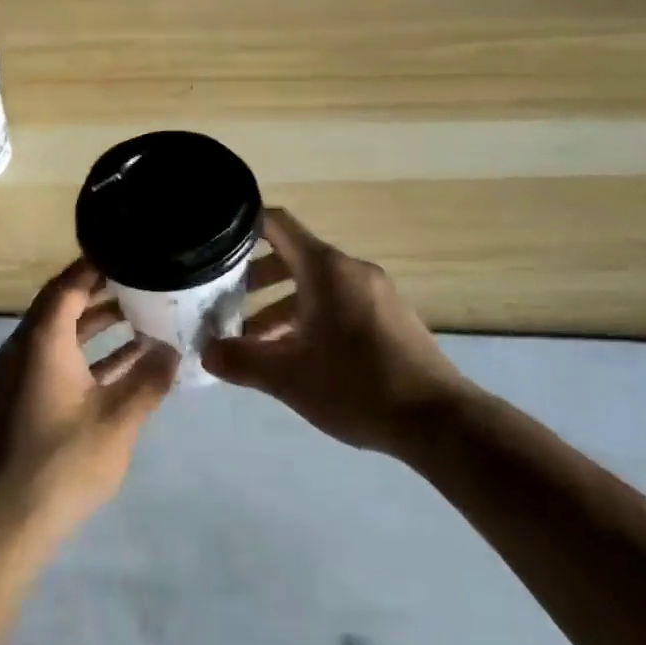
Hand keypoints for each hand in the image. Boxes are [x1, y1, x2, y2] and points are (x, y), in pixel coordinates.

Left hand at [0, 259, 177, 558]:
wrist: (3, 524)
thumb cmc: (61, 463)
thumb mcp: (118, 419)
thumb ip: (149, 379)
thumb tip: (173, 349)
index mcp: (42, 339)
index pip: (70, 283)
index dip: (98, 263)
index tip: (132, 249)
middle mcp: (27, 347)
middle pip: (65, 304)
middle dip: (105, 290)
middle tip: (147, 277)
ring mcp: (23, 375)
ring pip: (64, 335)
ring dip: (100, 325)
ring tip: (146, 312)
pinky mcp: (26, 400)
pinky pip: (61, 360)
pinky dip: (91, 355)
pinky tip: (129, 362)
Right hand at [202, 208, 471, 453]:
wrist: (439, 420)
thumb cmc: (357, 386)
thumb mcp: (289, 377)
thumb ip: (242, 361)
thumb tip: (206, 353)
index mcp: (326, 269)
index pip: (277, 225)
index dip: (244, 224)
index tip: (216, 239)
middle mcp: (351, 270)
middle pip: (294, 257)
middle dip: (256, 278)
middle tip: (225, 300)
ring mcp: (376, 293)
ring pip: (317, 285)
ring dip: (282, 304)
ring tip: (255, 339)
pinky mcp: (391, 318)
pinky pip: (340, 303)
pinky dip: (311, 316)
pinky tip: (298, 355)